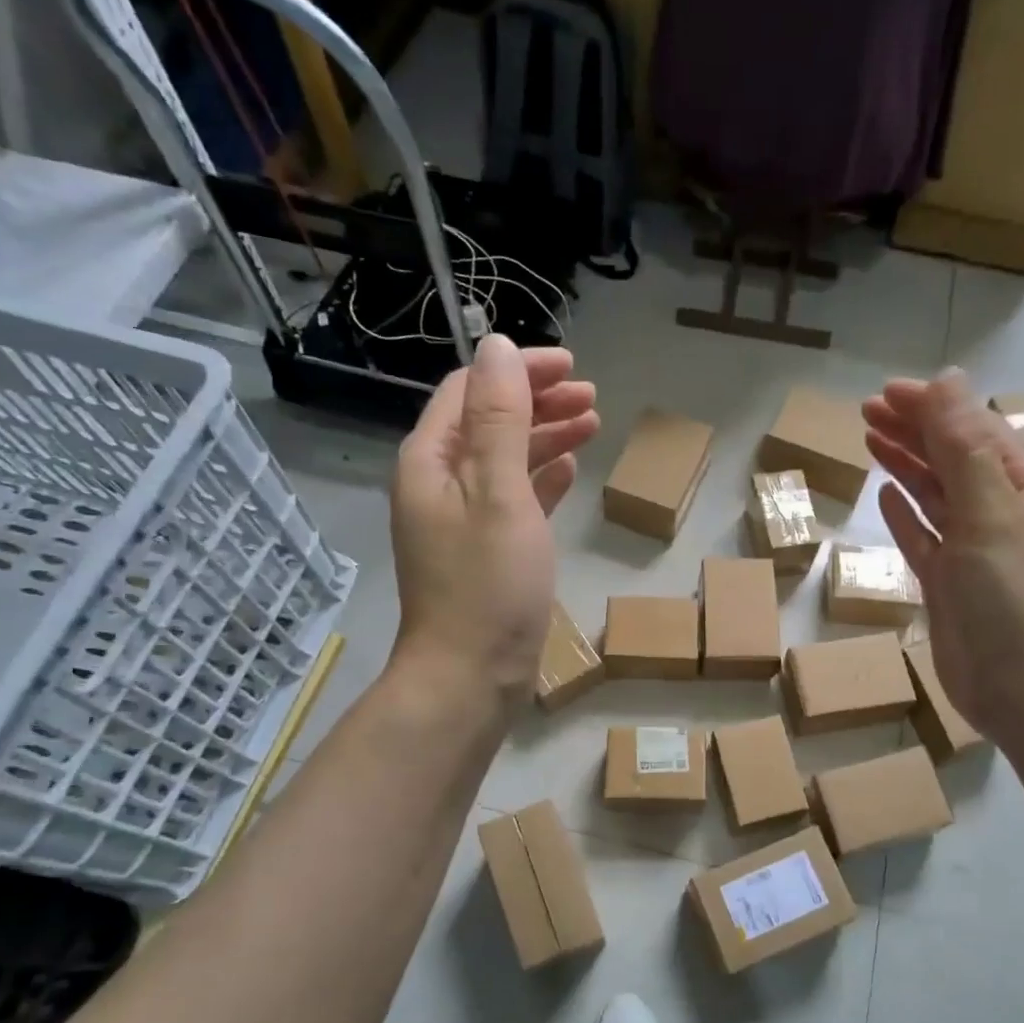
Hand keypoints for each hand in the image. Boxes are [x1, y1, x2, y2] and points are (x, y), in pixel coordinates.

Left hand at [390, 336, 598, 700]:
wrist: (471, 676)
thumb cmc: (488, 585)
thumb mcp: (499, 493)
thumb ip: (499, 418)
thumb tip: (496, 346)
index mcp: (431, 461)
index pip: (470, 391)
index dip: (518, 370)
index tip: (571, 365)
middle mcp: (439, 483)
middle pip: (488, 421)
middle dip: (538, 401)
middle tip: (591, 397)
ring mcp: (461, 519)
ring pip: (504, 459)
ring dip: (545, 437)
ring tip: (592, 425)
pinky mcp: (485, 551)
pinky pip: (513, 498)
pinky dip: (540, 479)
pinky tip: (568, 471)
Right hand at [862, 371, 1023, 746]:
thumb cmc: (1014, 596)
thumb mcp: (989, 511)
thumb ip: (964, 446)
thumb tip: (948, 379)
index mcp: (1023, 488)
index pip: (974, 430)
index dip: (932, 406)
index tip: (884, 393)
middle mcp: (1000, 513)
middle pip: (952, 458)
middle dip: (913, 430)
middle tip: (865, 411)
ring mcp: (973, 551)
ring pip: (935, 495)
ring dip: (906, 465)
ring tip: (869, 439)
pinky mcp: (949, 584)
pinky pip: (924, 537)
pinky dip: (906, 514)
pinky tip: (886, 495)